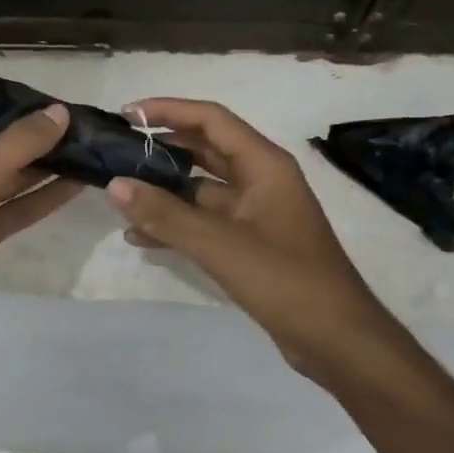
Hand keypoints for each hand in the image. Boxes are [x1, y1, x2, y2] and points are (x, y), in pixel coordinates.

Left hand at [0, 84, 83, 355]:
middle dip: (25, 130)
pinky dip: (41, 197)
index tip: (29, 94)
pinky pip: (14, 208)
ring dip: (41, 164)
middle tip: (71, 122)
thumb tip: (59, 113)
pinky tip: (77, 185)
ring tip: (84, 148)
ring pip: (6, 176)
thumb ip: (19, 142)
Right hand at [103, 98, 390, 376]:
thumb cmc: (285, 281)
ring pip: (200, 189)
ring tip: (120, 195)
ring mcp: (255, 213)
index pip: (211, 120)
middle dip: (161, 148)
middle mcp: (260, 180)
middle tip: (117, 151)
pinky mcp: (250, 244)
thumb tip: (115, 184)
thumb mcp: (219, 244)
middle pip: (204, 150)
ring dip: (163, 190)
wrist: (338, 341)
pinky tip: (139, 237)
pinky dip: (175, 225)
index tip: (127, 114)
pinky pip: (204, 222)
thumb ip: (165, 214)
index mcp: (264, 165)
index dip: (168, 110)